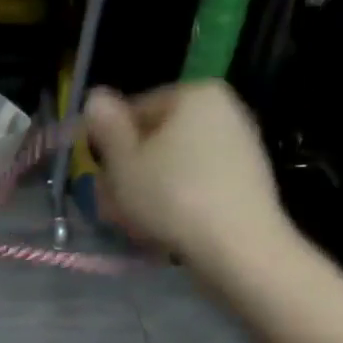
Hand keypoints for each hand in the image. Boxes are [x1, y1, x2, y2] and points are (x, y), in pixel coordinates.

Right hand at [84, 82, 295, 266]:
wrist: (238, 248)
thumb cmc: (172, 197)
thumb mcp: (123, 162)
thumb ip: (106, 126)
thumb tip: (96, 97)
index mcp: (195, 94)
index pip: (135, 110)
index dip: (109, 144)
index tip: (97, 176)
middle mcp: (224, 111)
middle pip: (157, 139)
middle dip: (129, 171)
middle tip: (110, 206)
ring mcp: (239, 147)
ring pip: (174, 165)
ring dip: (147, 190)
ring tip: (132, 224)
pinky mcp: (246, 182)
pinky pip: (197, 184)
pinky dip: (176, 201)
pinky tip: (162, 229)